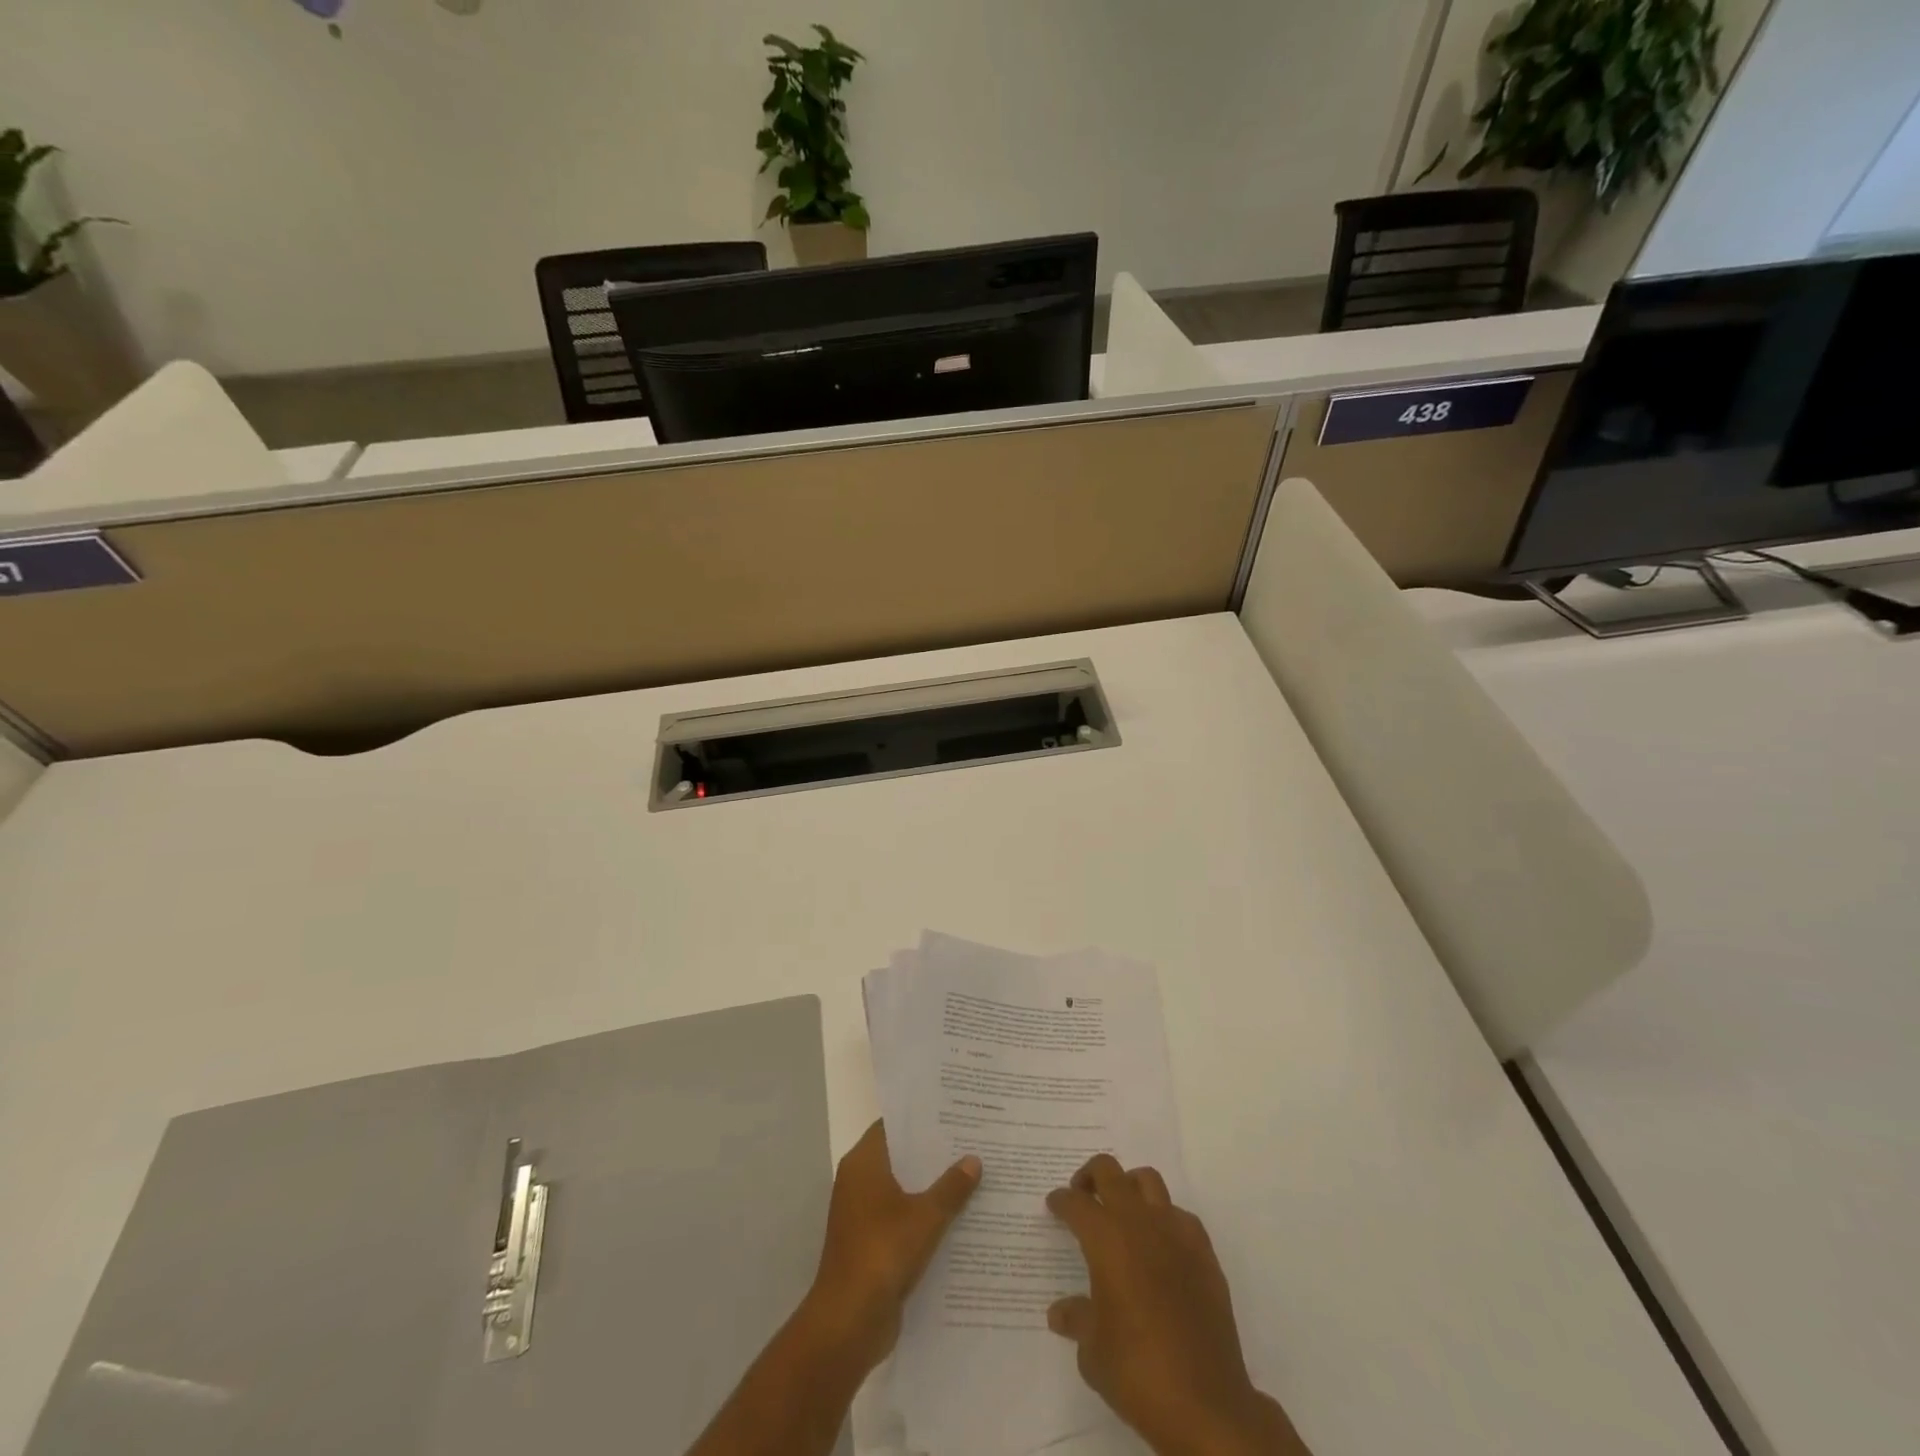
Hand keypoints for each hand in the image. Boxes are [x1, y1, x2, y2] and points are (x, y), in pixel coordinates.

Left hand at [803, 1119, 980, 1375]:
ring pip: (903, 1190)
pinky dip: (924, 1217)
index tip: (953, 1113)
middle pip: (901, 1158)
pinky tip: (959, 1219)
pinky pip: (902, 1219)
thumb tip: (974, 1159)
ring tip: (973, 1177)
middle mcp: (859, 1182)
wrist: (848, 1322)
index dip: (921, 1119)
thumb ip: (951, 1187)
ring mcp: (863, 1215)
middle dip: (933, 1154)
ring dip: (931, 1188)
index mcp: (864, 1163)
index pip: (893, 1126)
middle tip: (972, 1142)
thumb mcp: (926, 1216)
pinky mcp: (871, 1244)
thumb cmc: (882, 1253)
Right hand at [1046, 1156, 1309, 1455]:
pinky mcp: (1204, 1253)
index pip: (1076, 1203)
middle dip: (1090, 1177)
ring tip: (1121, 1212)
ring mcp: (1176, 1233)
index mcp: (1106, 1239)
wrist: (1206, 1403)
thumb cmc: (1137, 1372)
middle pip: (1110, 1172)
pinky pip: (1179, 1216)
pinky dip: (1164, 1220)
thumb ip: (1077, 1319)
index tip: (1054, 1206)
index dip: (1061, 1201)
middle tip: (1082, 1195)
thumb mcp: (1093, 1352)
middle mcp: (1139, 1223)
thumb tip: (1060, 1312)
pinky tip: (1160, 1247)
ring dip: (1129, 1187)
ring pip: (1148, 1181)